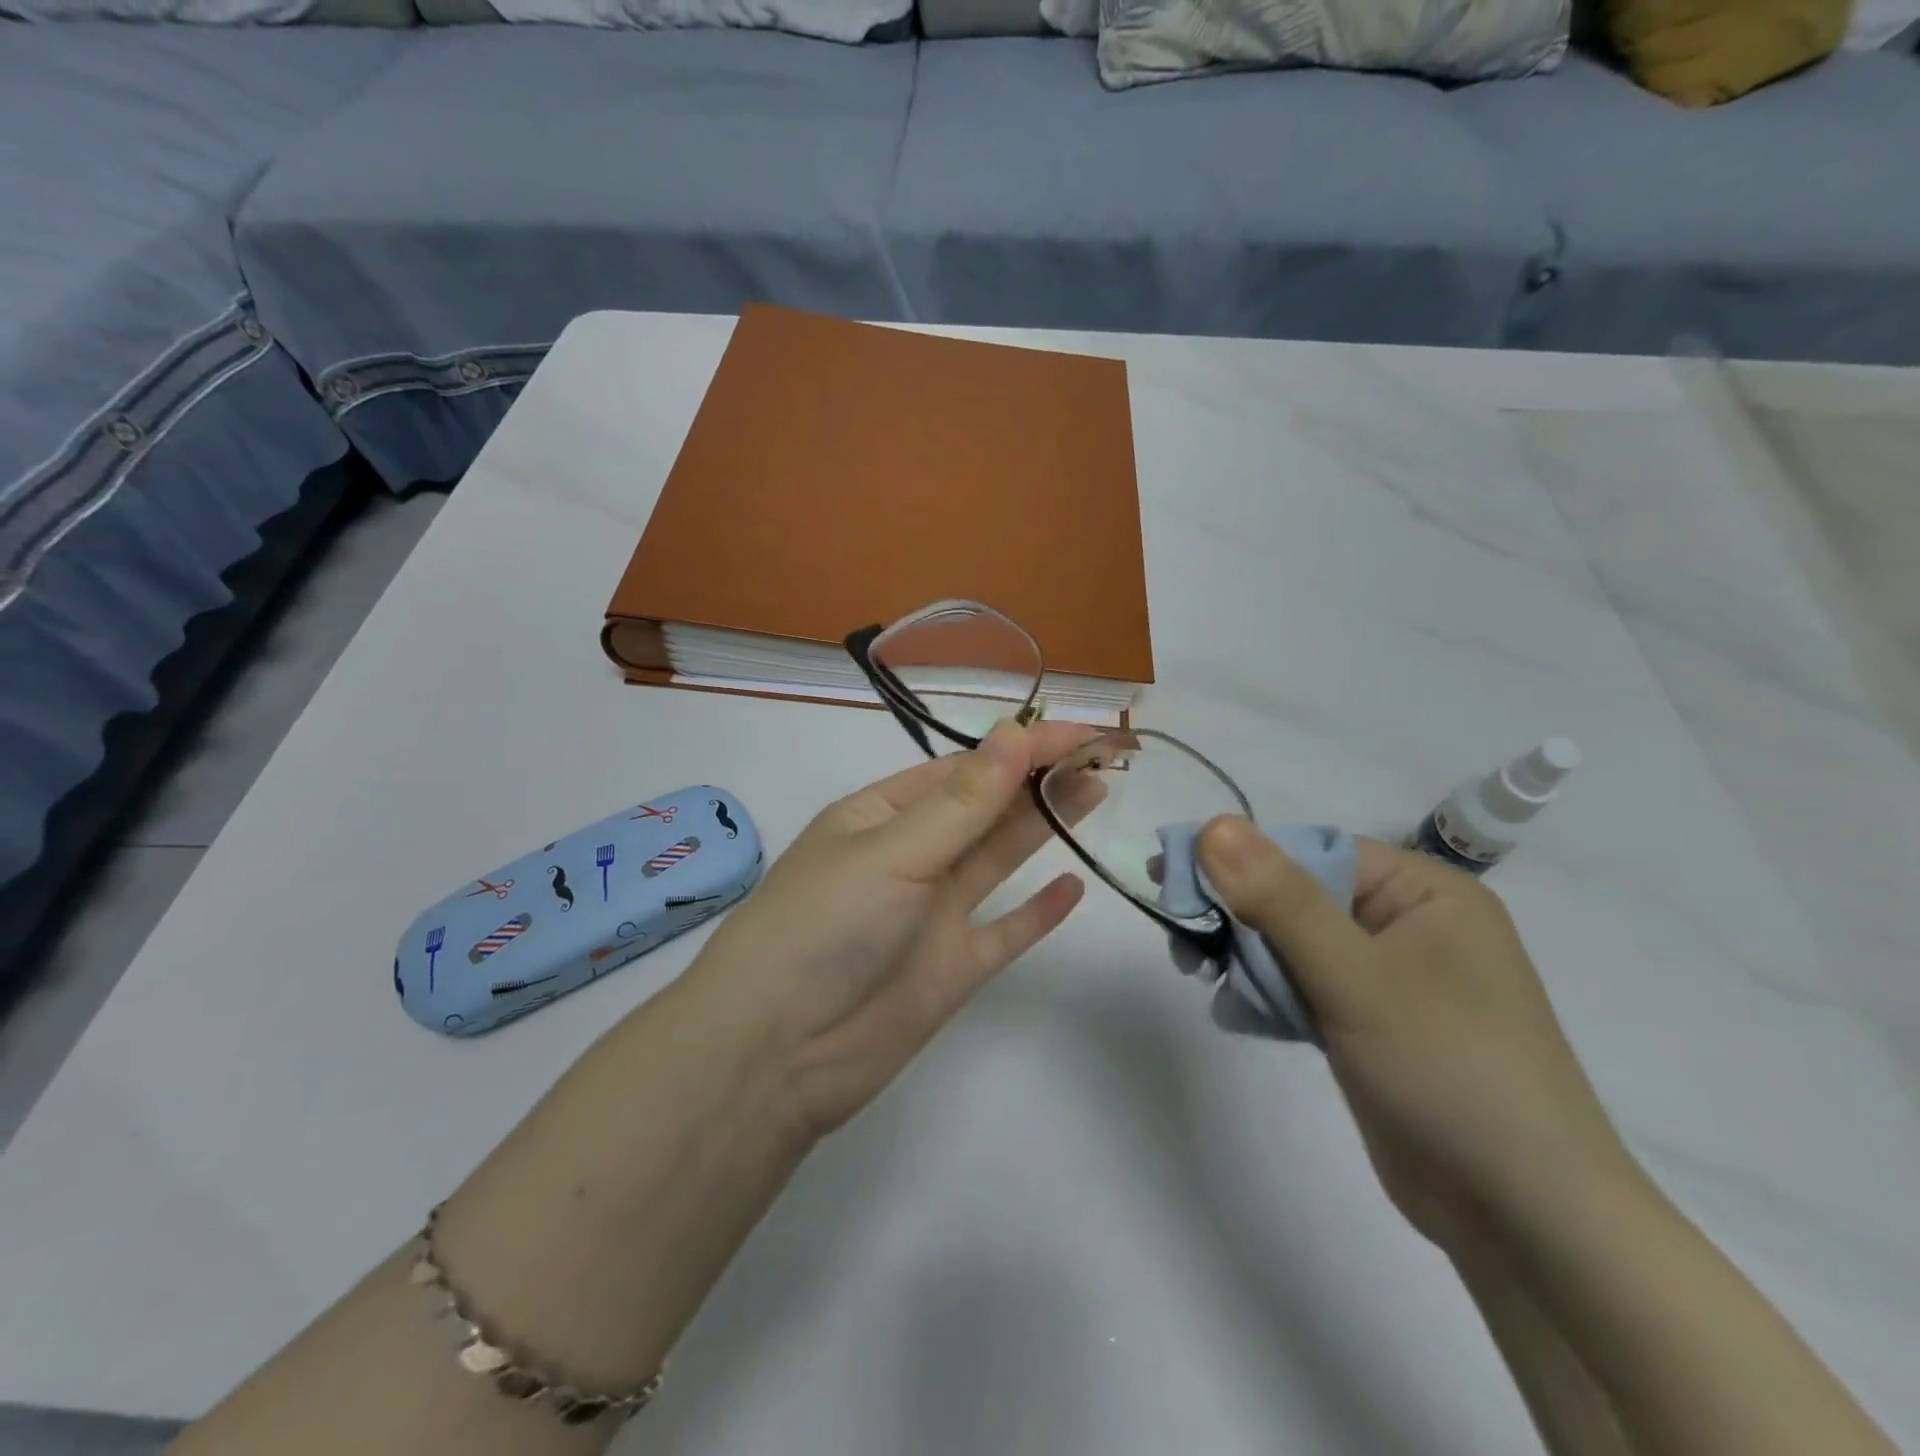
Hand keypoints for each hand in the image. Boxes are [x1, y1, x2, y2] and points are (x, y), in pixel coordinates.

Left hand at [686, 720, 1091, 1139]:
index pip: (963, 769)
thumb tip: (1017, 731)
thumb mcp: (891, 853)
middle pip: (985, 808)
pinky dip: (1037, 912)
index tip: (1082, 733)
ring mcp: (933, 914)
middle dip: (1038, 779)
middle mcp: (910, 857)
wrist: (776, 1055)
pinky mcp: (952, 968)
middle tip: (1104, 756)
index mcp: (881, 815)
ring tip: (1098, 792)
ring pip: (999, 859)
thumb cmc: (823, 928)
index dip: (1022, 748)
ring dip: (1044, 825)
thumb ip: (962, 802)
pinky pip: (1005, 932)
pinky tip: (1074, 885)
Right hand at [1197, 820, 1633, 1254]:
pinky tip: (1234, 1010)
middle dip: (1236, 915)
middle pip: (1295, 895)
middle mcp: (1405, 924)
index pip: (1310, 851)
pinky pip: (1300, 984)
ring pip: (1290, 942)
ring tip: (1199, 973)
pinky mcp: (1366, 1022)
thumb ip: (1281, 901)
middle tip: (1180, 938)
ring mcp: (1386, 976)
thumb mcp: (1358, 979)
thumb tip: (1213, 825)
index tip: (1172, 880)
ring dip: (1243, 955)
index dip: (1239, 861)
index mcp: (1423, 892)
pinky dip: (1264, 991)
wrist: (1526, 1223)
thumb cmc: (1452, 1074)